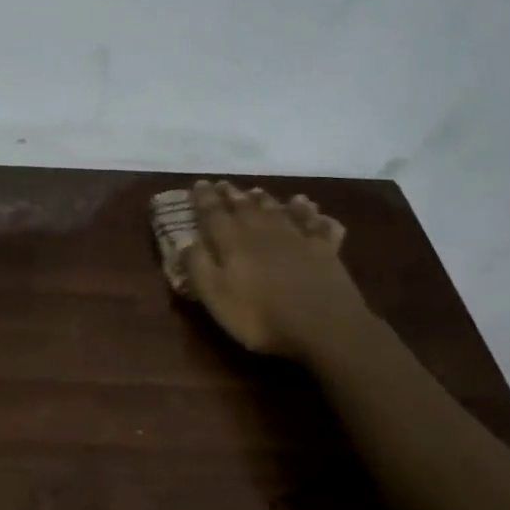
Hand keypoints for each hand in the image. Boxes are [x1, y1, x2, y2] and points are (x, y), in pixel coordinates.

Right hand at [183, 181, 370, 358]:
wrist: (325, 326)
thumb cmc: (260, 317)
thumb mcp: (216, 296)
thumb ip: (198, 265)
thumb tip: (184, 239)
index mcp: (234, 242)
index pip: (213, 213)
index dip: (204, 198)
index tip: (198, 183)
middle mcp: (264, 232)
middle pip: (245, 207)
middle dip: (231, 195)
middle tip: (223, 184)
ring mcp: (298, 238)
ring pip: (278, 211)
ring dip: (265, 200)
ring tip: (257, 191)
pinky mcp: (325, 250)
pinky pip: (317, 224)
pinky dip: (310, 213)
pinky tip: (309, 206)